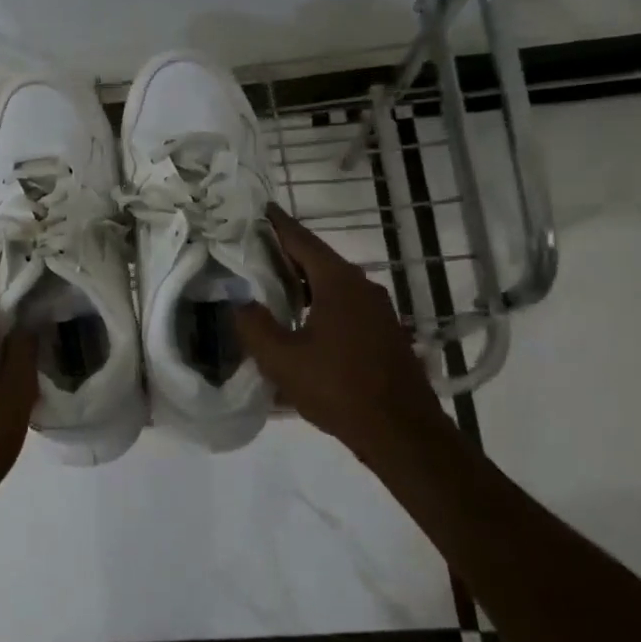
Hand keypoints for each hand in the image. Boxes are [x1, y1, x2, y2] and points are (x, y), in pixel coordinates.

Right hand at [236, 204, 456, 462]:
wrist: (402, 432)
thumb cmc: (338, 388)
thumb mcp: (282, 359)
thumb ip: (253, 325)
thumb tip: (238, 301)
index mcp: (338, 282)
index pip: (301, 241)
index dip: (277, 224)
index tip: (259, 209)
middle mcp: (363, 287)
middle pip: (318, 260)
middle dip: (286, 254)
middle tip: (253, 250)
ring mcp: (378, 310)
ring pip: (332, 284)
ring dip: (303, 282)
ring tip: (271, 286)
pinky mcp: (384, 333)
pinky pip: (345, 305)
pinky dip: (320, 303)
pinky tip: (302, 322)